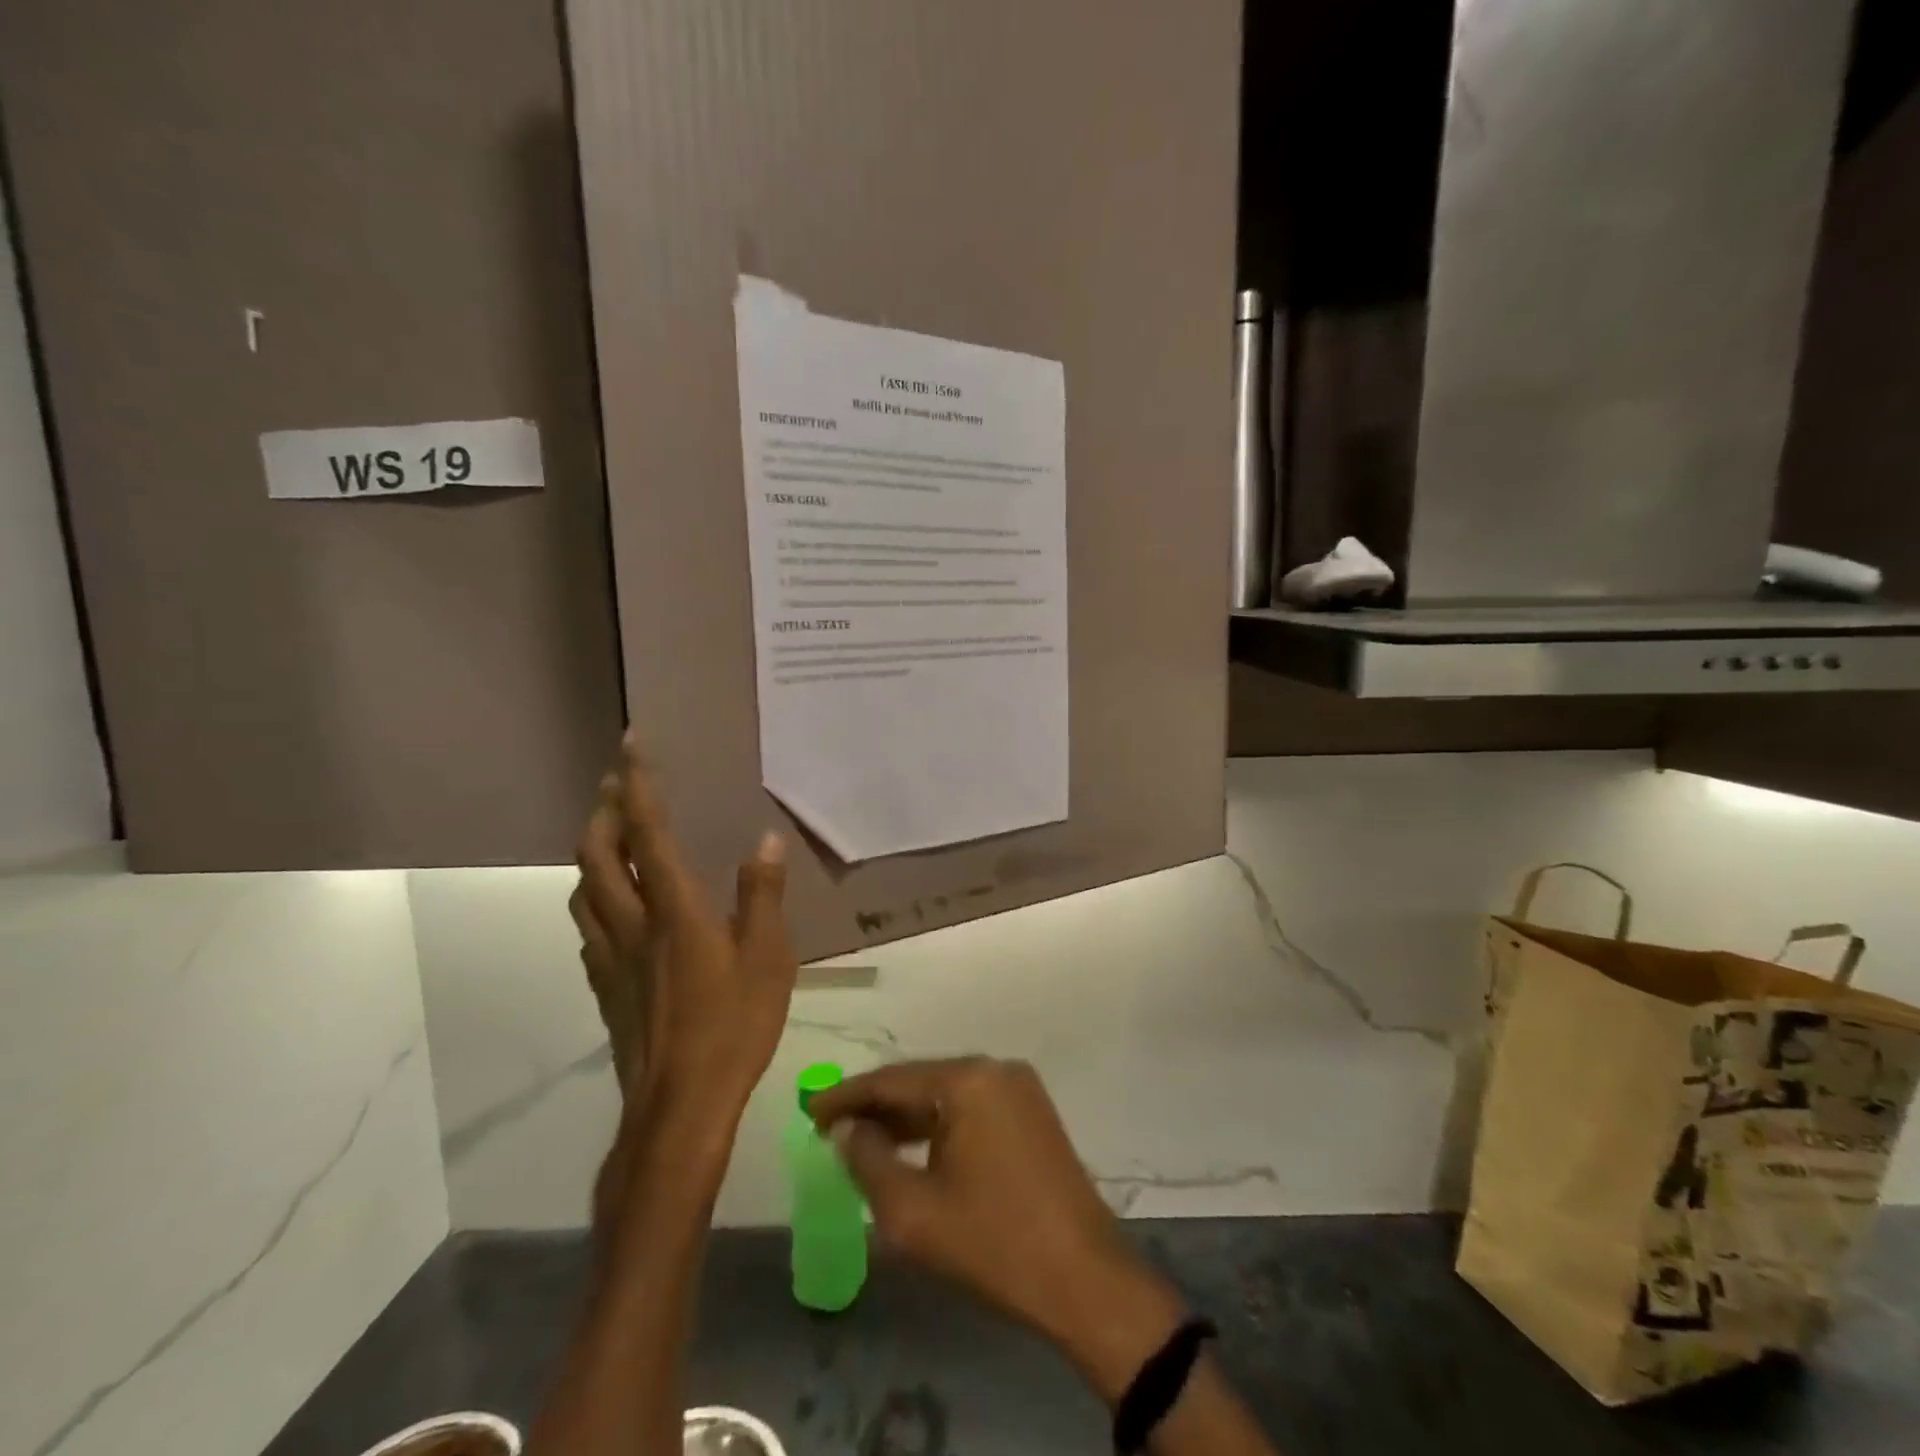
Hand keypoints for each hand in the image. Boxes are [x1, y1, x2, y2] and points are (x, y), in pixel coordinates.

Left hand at [571, 732, 796, 1141]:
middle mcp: (632, 925)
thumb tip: (764, 840)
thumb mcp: (768, 958)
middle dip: (601, 812)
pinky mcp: (606, 989)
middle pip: (597, 856)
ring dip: (591, 853)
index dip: (636, 784)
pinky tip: (612, 909)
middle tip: (614, 785)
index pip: (646, 832)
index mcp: (674, 910)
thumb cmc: (733, 1027)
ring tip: (608, 837)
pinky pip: (589, 928)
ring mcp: (611, 959)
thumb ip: (762, 896)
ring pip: (583, 891)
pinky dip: (594, 898)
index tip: (630, 745)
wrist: (678, 1107)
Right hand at [810, 1058, 1185, 1402]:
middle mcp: (995, 1069)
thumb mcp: (913, 1212)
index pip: (893, 1079)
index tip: (809, 1110)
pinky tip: (913, 1150)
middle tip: (831, 1129)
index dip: (847, 1096)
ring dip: (907, 1118)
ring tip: (863, 1142)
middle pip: (921, 1081)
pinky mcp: (1032, 1113)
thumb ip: (868, 1161)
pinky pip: (972, 1109)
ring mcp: (1019, 1089)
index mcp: (968, 1080)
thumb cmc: (994, 1244)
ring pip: (947, 1096)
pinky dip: (939, 1126)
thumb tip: (847, 1129)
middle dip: (876, 1107)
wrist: (1085, 1279)